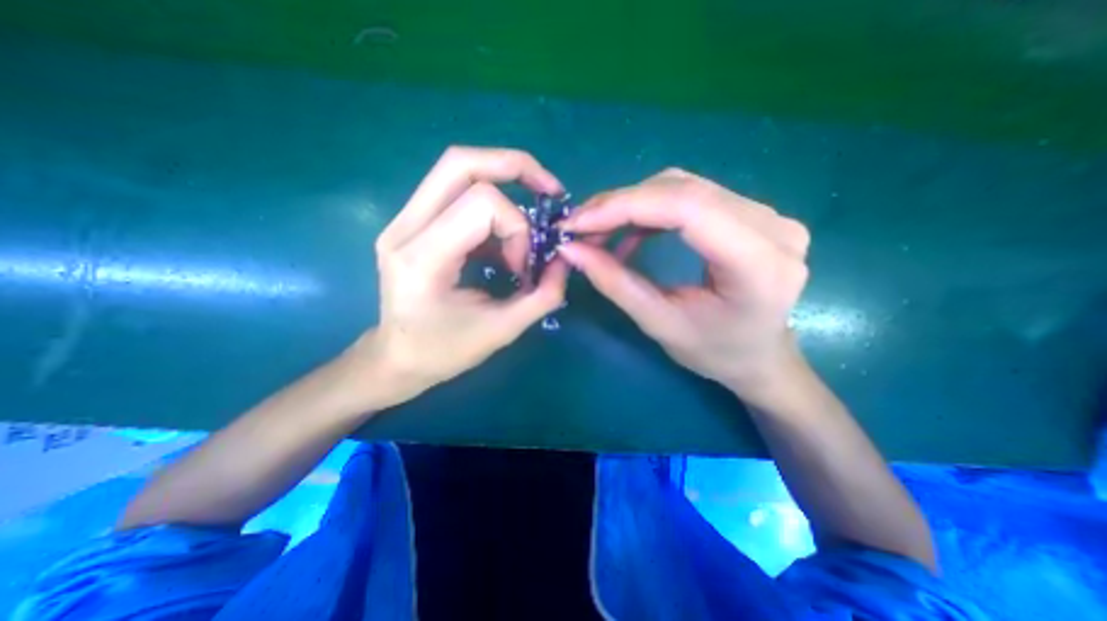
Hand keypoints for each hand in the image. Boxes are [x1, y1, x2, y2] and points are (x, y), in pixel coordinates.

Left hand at [344, 146, 569, 406]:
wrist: (396, 359)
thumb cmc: (444, 352)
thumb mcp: (502, 331)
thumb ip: (543, 296)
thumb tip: (566, 260)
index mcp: (423, 257)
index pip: (482, 203)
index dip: (518, 229)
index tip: (524, 267)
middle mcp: (404, 228)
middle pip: (461, 162)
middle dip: (515, 166)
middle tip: (549, 189)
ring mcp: (402, 221)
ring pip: (456, 170)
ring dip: (503, 183)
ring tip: (527, 219)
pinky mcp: (410, 223)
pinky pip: (455, 192)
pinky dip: (490, 207)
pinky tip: (502, 238)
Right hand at [563, 170, 811, 402]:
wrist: (759, 356)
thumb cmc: (715, 353)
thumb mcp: (659, 324)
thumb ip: (615, 283)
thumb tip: (570, 248)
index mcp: (759, 265)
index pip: (686, 208)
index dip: (624, 207)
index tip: (577, 222)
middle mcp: (773, 227)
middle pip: (683, 191)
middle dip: (620, 204)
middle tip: (580, 225)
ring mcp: (767, 215)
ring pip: (684, 187)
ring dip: (633, 205)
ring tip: (599, 230)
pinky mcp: (752, 214)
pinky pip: (691, 197)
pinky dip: (651, 210)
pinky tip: (630, 231)